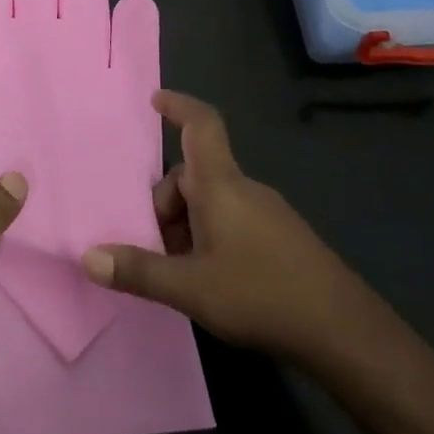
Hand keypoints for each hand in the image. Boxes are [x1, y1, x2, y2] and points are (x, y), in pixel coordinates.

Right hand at [81, 90, 358, 361]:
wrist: (346, 334)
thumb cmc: (262, 295)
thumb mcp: (190, 287)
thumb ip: (138, 271)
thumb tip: (87, 257)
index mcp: (221, 185)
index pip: (201, 126)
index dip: (179, 106)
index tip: (155, 99)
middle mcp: (244, 190)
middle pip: (192, 176)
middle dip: (164, 205)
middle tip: (150, 247)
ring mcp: (267, 214)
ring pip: (211, 203)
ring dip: (185, 228)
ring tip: (178, 273)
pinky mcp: (281, 240)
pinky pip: (232, 222)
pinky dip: (209, 239)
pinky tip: (209, 281)